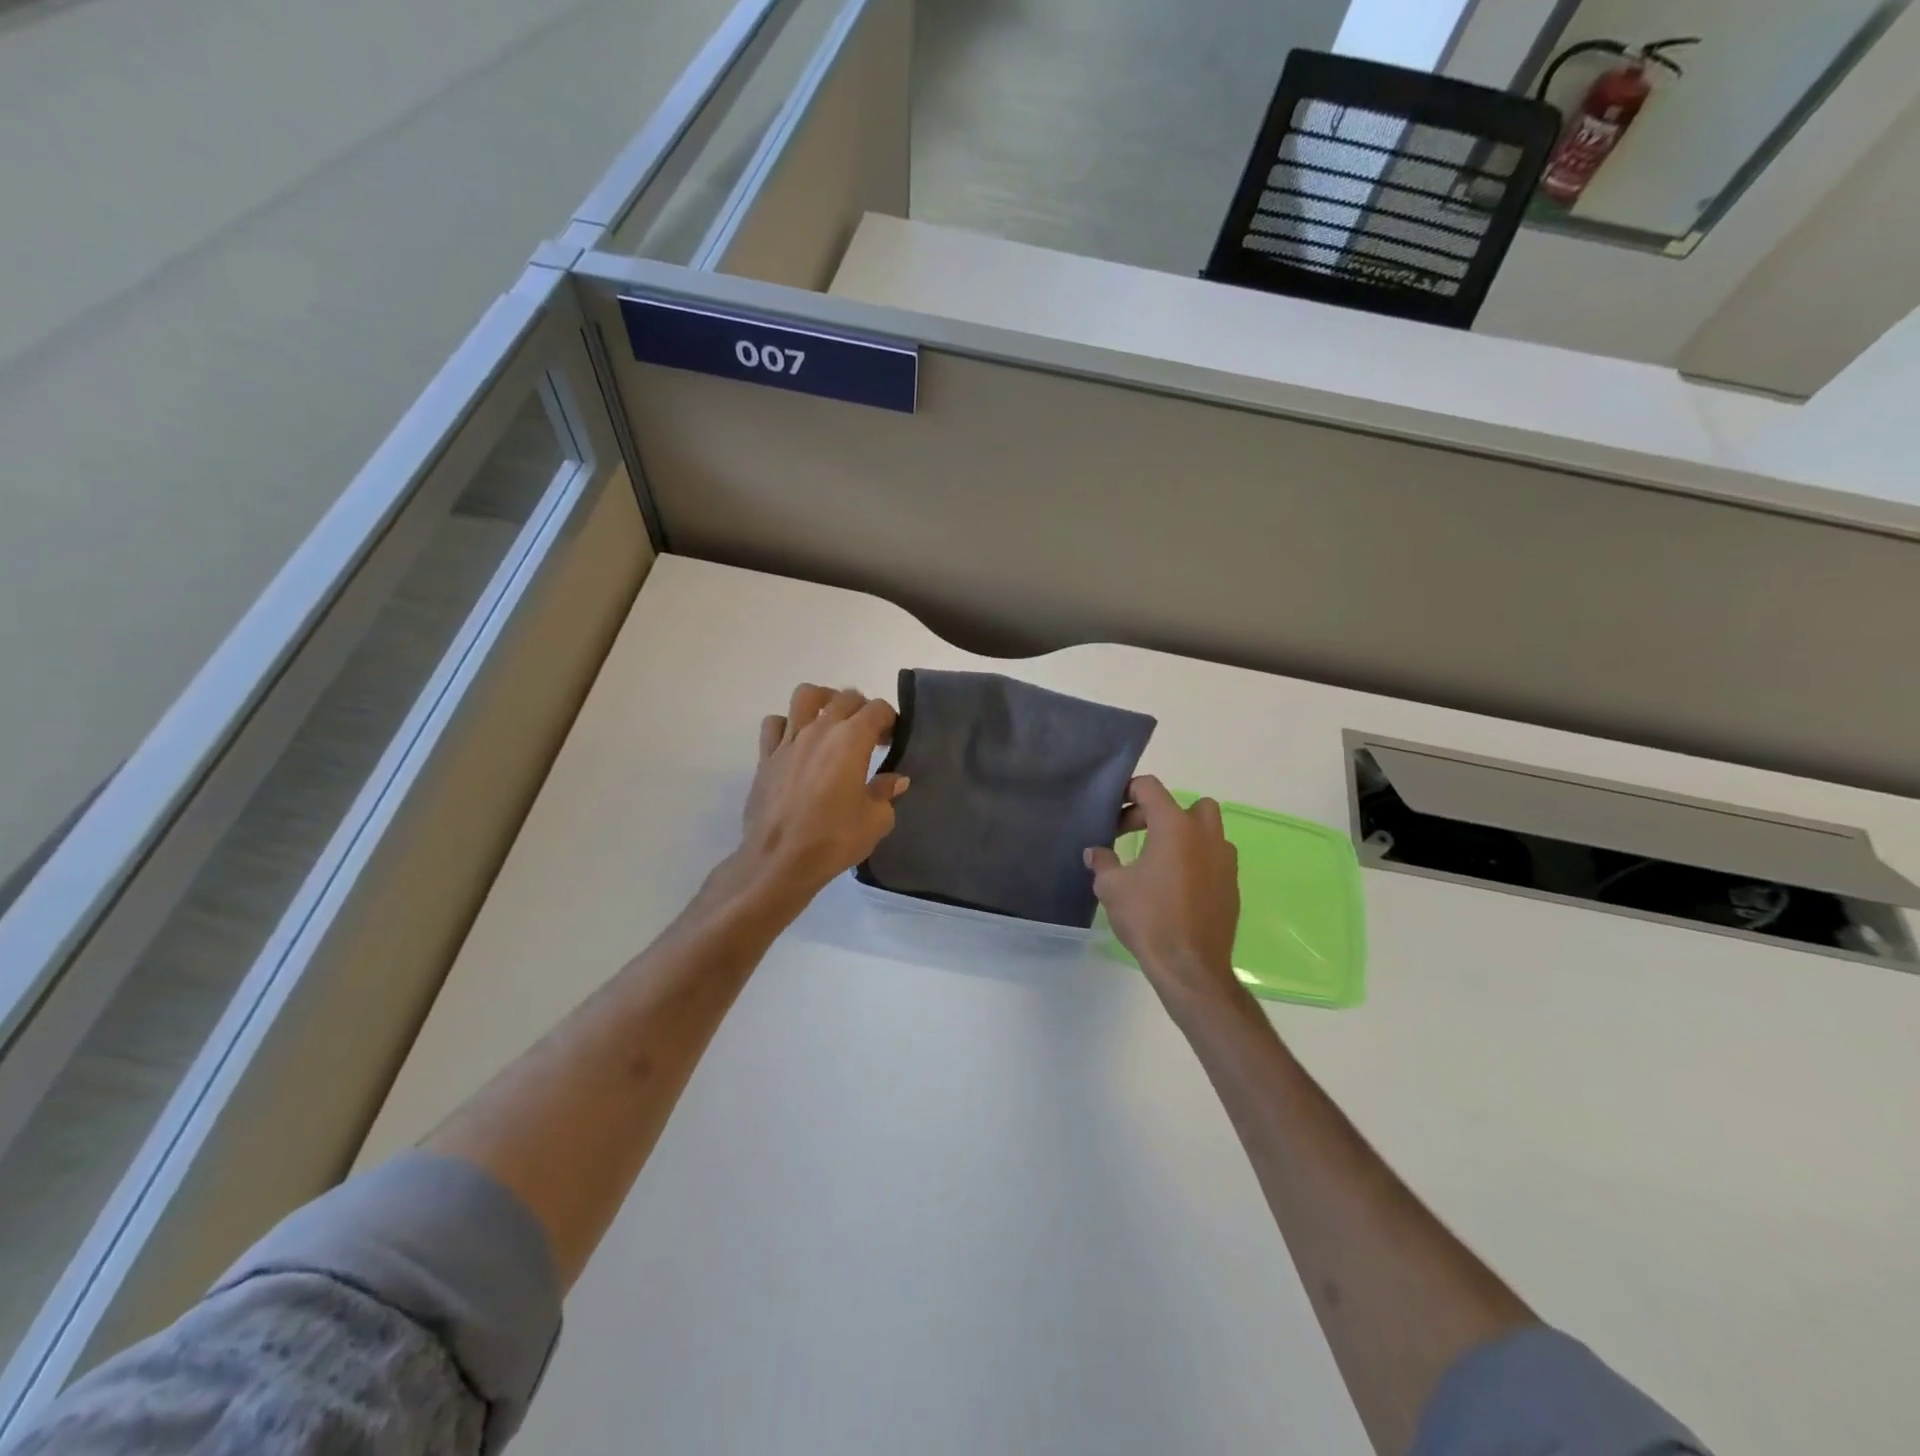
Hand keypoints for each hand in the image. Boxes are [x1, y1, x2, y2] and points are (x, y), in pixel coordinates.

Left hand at [733, 684, 907, 903]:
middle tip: (871, 735)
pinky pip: (775, 724)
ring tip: (832, 720)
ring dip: (824, 700)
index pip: (878, 709)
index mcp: (851, 739)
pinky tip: (797, 743)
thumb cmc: (834, 839)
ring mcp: (789, 740)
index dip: (890, 719)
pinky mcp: (766, 756)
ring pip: (805, 696)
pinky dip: (788, 724)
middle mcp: (820, 730)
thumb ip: (886, 792)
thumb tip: (896, 780)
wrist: (779, 861)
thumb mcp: (876, 820)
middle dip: (864, 709)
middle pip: (845, 697)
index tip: (893, 738)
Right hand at [1085, 776, 1242, 1014]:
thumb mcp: (1112, 887)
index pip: (1150, 788)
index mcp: (1175, 827)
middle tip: (1130, 835)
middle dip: (1157, 813)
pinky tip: (1175, 886)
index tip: (1111, 813)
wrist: (1190, 966)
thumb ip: (1103, 862)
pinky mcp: (1232, 884)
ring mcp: (1225, 860)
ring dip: (1182, 835)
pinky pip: (1213, 858)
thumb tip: (1095, 853)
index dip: (1127, 793)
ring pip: (1206, 830)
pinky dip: (1195, 860)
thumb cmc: (1148, 918)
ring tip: (1157, 859)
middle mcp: (1205, 835)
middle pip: (1186, 804)